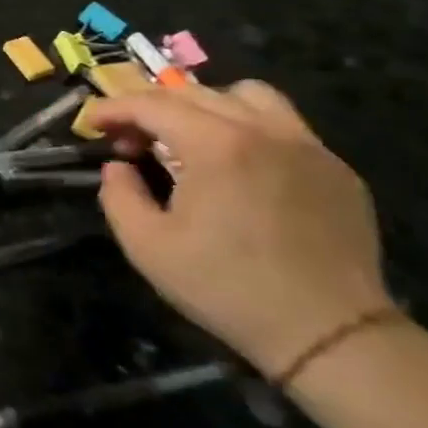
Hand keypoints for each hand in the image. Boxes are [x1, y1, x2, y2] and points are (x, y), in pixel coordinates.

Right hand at [89, 81, 390, 378]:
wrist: (329, 334)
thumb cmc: (226, 287)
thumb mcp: (147, 246)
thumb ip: (118, 195)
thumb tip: (118, 167)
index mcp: (216, 145)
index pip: (151, 104)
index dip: (112, 108)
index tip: (91, 124)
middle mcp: (263, 130)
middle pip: (193, 92)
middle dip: (150, 108)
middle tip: (130, 139)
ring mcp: (307, 146)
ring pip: (247, 96)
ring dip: (205, 105)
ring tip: (189, 138)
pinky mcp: (336, 169)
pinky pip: (285, 125)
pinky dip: (249, 127)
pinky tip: (239, 165)